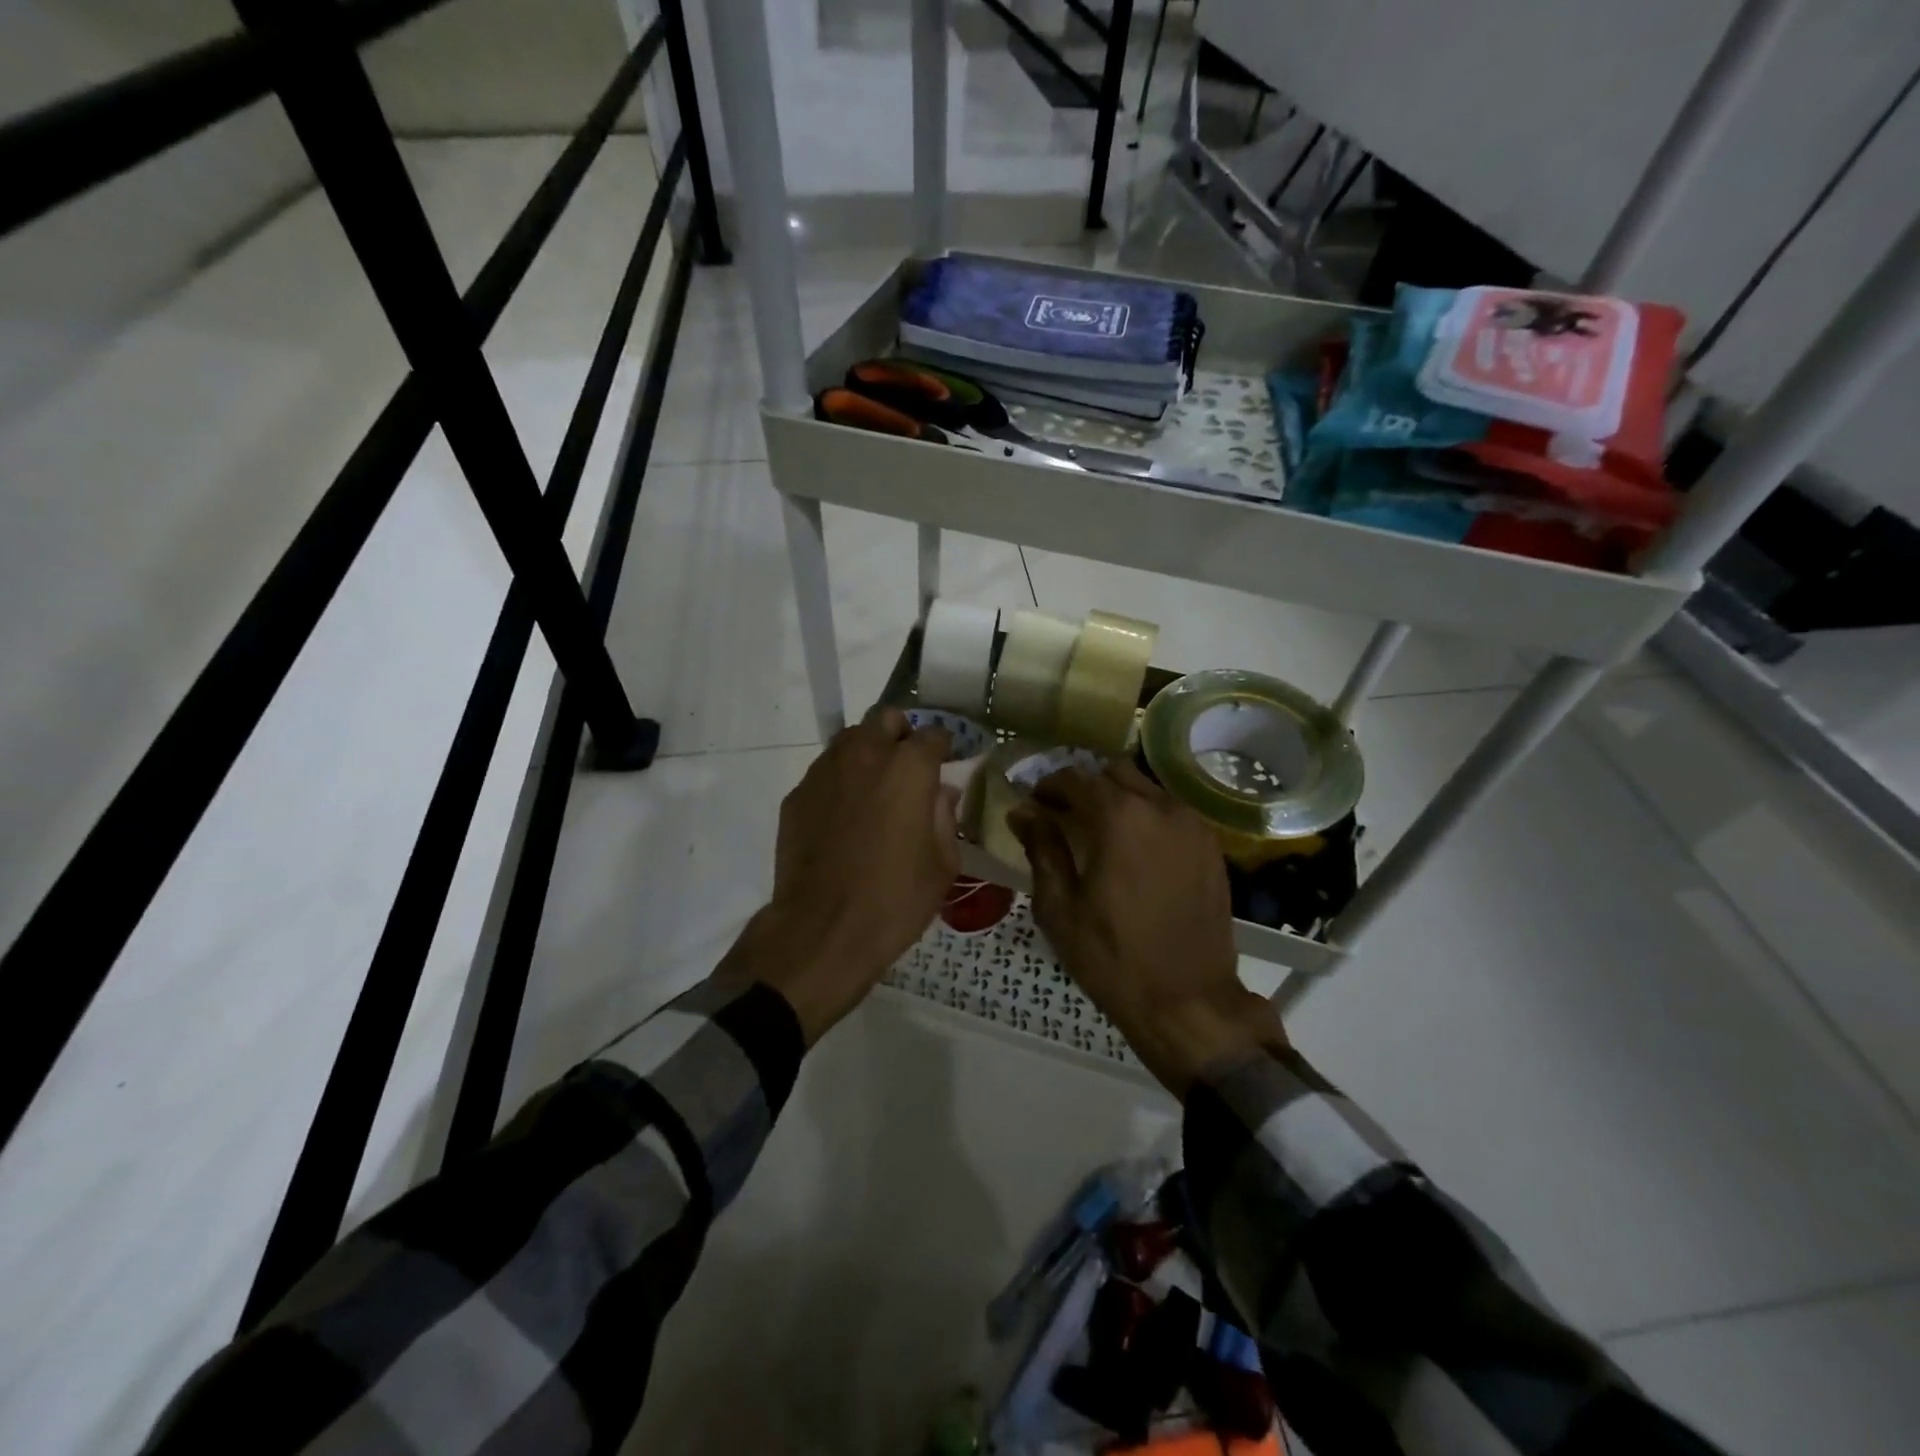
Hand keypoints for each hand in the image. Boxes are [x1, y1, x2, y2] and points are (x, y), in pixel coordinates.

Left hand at [728, 709, 959, 1042]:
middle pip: (885, 719)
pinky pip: (825, 772)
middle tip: (908, 767)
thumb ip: (945, 816)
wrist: (822, 930)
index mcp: (908, 768)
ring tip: (874, 788)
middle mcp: (865, 756)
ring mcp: (825, 772)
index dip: (943, 747)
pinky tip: (843, 816)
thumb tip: (942, 792)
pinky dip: (840, 780)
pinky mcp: (797, 795)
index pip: (933, 734)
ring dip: (868, 752)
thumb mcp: (942, 864)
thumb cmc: (895, 900)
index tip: (946, 763)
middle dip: (901, 735)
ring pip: (850, 739)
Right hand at [1008, 760, 1285, 1095]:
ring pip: (1147, 789)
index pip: (1076, 778)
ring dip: (1118, 799)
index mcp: (1120, 818)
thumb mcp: (1060, 907)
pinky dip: (1147, 817)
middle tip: (1064, 815)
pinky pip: (1172, 813)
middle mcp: (1160, 808)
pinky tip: (1135, 849)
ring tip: (1099, 831)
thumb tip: (1022, 812)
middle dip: (1085, 786)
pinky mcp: (1211, 847)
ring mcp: (1192, 825)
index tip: (1034, 804)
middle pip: (1115, 773)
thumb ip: (1042, 849)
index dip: (1049, 786)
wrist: (1188, 1001)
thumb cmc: (1112, 957)